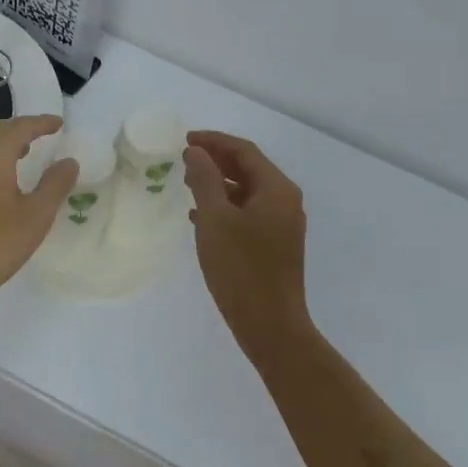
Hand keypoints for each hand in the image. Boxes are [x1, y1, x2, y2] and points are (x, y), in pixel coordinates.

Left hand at [0, 115, 77, 315]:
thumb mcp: (36, 215)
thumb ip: (55, 185)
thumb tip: (69, 161)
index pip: (20, 128)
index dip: (41, 123)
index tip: (60, 123)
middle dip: (24, 128)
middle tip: (46, 132)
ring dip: (9, 143)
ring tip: (30, 150)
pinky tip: (7, 177)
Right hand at [184, 131, 310, 359]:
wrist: (270, 326)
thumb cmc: (241, 268)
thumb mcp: (215, 219)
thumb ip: (204, 179)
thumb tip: (196, 152)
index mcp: (276, 189)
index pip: (243, 150)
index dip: (213, 141)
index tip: (184, 139)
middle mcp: (285, 200)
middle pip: (248, 168)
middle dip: (215, 160)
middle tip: (183, 158)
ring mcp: (282, 224)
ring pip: (246, 191)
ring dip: (218, 184)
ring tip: (186, 183)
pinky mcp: (275, 244)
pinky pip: (248, 212)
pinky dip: (225, 207)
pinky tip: (199, 217)